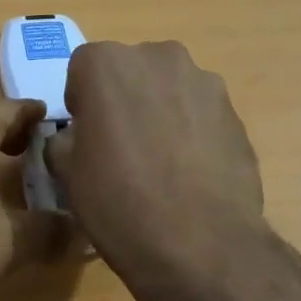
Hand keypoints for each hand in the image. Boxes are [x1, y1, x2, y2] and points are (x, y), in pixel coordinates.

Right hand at [45, 41, 266, 288]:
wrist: (199, 243)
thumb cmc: (117, 201)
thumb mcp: (66, 172)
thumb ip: (65, 139)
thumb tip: (78, 137)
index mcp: (106, 63)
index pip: (82, 71)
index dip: (82, 105)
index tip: (87, 139)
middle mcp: (158, 57)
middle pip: (130, 73)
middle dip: (123, 101)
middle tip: (120, 149)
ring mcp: (203, 82)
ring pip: (167, 91)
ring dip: (159, 114)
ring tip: (159, 165)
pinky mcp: (235, 112)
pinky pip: (199, 115)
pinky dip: (190, 133)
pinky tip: (188, 175)